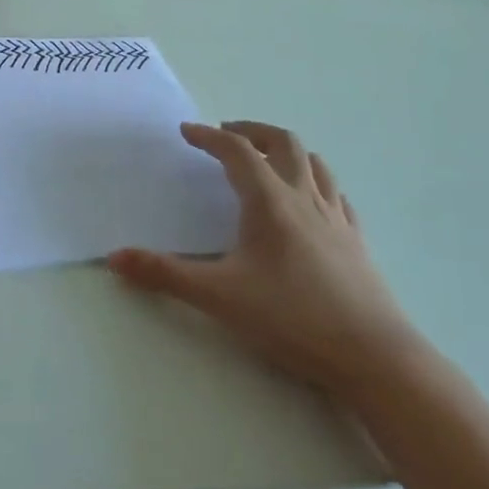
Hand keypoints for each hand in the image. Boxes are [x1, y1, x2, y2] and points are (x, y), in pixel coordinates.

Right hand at [109, 121, 418, 397]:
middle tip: (226, 134)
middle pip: (282, 142)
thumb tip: (115, 258)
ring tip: (266, 158)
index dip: (209, 137)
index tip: (187, 132)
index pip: (236, 151)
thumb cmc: (292, 318)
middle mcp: (304, 198)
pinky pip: (335, 194)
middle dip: (251, 131)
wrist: (374, 357)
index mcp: (269, 201)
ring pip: (314, 163)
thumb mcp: (218, 296)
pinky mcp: (357, 241)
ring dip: (286, 150)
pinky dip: (315, 181)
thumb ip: (164, 274)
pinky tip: (309, 201)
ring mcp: (336, 218)